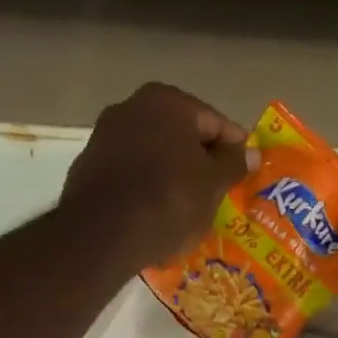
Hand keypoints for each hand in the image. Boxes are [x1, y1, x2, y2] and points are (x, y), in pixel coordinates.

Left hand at [60, 83, 252, 263]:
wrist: (102, 235)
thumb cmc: (169, 200)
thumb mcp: (213, 184)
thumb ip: (233, 163)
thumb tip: (250, 152)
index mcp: (168, 102)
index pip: (215, 123)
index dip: (234, 151)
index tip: (244, 175)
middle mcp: (132, 107)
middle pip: (181, 136)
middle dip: (200, 162)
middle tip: (218, 193)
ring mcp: (105, 136)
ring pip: (154, 155)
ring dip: (172, 175)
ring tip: (188, 208)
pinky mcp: (87, 167)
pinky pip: (130, 174)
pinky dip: (146, 187)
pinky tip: (156, 214)